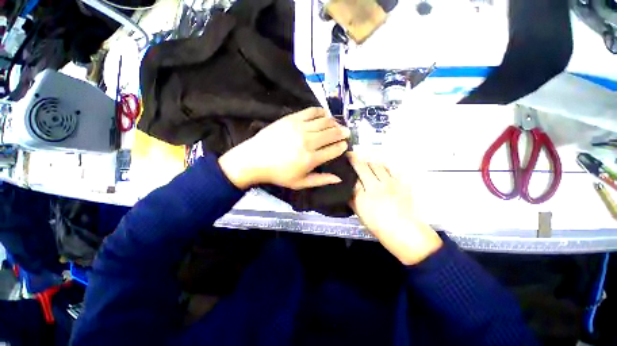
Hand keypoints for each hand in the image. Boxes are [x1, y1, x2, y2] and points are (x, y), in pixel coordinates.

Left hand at [219, 107, 349, 189]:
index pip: (334, 150)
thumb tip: (339, 178)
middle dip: (343, 132)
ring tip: (337, 125)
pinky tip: (324, 114)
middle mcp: (308, 142)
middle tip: (347, 132)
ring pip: (324, 121)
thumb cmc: (278, 174)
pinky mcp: (291, 119)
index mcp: (311, 159)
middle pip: (332, 133)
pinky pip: (311, 111)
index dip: (342, 146)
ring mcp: (300, 128)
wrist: (255, 159)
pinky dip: (321, 111)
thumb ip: (321, 180)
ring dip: (334, 122)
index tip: (345, 145)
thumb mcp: (300, 183)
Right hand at [348, 153, 442, 265]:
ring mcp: (389, 183)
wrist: (405, 233)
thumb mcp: (360, 214)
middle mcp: (375, 187)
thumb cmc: (379, 227)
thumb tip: (348, 188)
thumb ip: (352, 199)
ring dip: (369, 162)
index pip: (352, 177)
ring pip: (376, 165)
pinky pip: (390, 169)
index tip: (344, 161)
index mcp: (362, 197)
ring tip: (365, 161)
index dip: (347, 167)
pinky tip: (380, 167)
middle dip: (355, 159)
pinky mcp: (401, 183)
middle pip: (363, 167)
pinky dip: (383, 166)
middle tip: (351, 155)